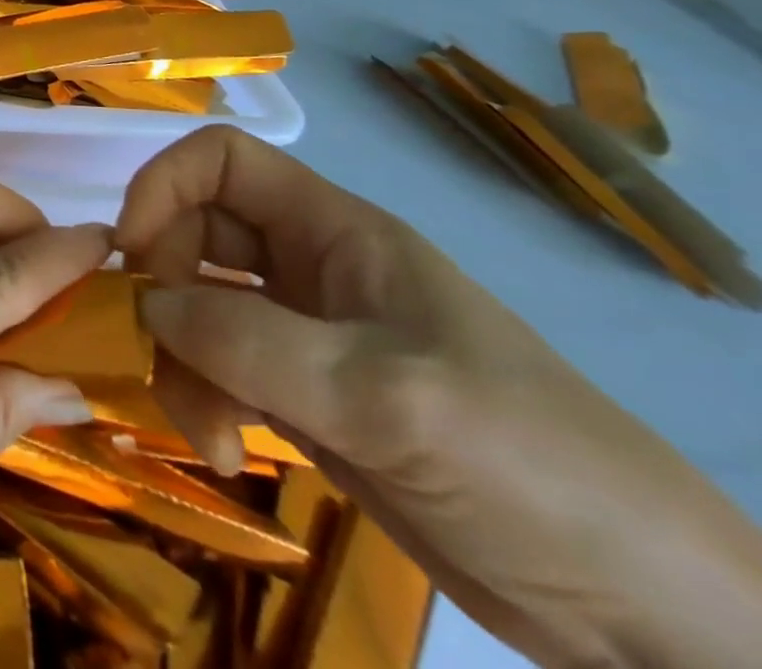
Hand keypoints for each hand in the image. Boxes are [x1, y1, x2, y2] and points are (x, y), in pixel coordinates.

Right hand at [116, 125, 761, 668]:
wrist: (647, 616)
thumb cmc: (529, 465)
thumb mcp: (384, 395)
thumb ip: (250, 341)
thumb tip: (147, 306)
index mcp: (334, 233)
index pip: (221, 161)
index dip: (162, 185)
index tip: (130, 251)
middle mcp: (309, 269)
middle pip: (193, 236)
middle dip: (164, 290)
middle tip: (159, 354)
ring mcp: (303, 334)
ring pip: (197, 308)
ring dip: (180, 360)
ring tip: (206, 432)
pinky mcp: (302, 397)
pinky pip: (217, 367)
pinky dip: (200, 397)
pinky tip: (222, 448)